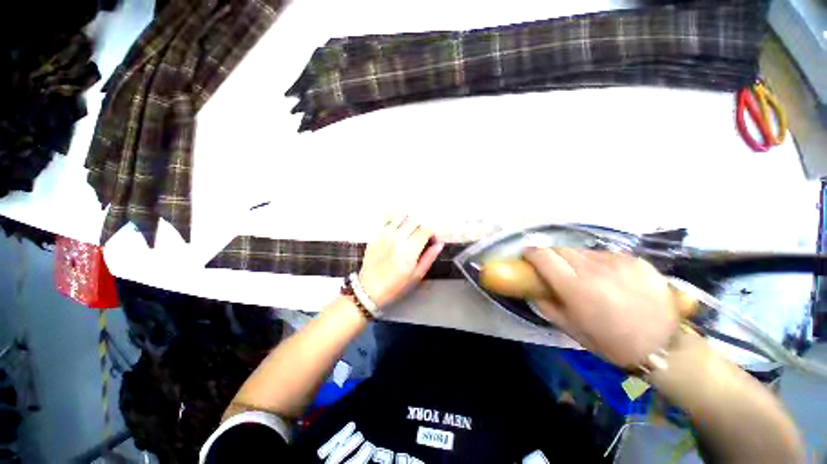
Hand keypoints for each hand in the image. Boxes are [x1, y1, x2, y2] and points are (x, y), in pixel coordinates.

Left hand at [358, 216, 444, 307]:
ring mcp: (385, 235)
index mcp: (409, 250)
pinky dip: (395, 221)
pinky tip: (397, 230)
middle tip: (420, 236)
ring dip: (409, 221)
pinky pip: (388, 220)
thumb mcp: (416, 275)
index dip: (431, 233)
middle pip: (415, 221)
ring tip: (409, 230)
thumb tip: (439, 244)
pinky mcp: (376, 234)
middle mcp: (397, 238)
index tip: (431, 239)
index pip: (425, 231)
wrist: (370, 288)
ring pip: (401, 216)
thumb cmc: (394, 285)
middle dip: (421, 227)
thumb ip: (429, 257)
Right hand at [523, 248, 679, 368]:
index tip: (527, 255)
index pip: (544, 257)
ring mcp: (617, 262)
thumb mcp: (570, 328)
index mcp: (575, 287)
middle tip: (552, 267)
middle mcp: (594, 269)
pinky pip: (604, 255)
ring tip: (581, 274)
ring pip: (582, 251)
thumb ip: (546, 304)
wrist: (664, 346)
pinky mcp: (635, 260)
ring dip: (574, 259)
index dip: (531, 253)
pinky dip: (597, 262)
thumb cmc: (611, 342)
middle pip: (561, 249)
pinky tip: (606, 277)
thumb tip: (532, 289)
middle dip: (551, 255)